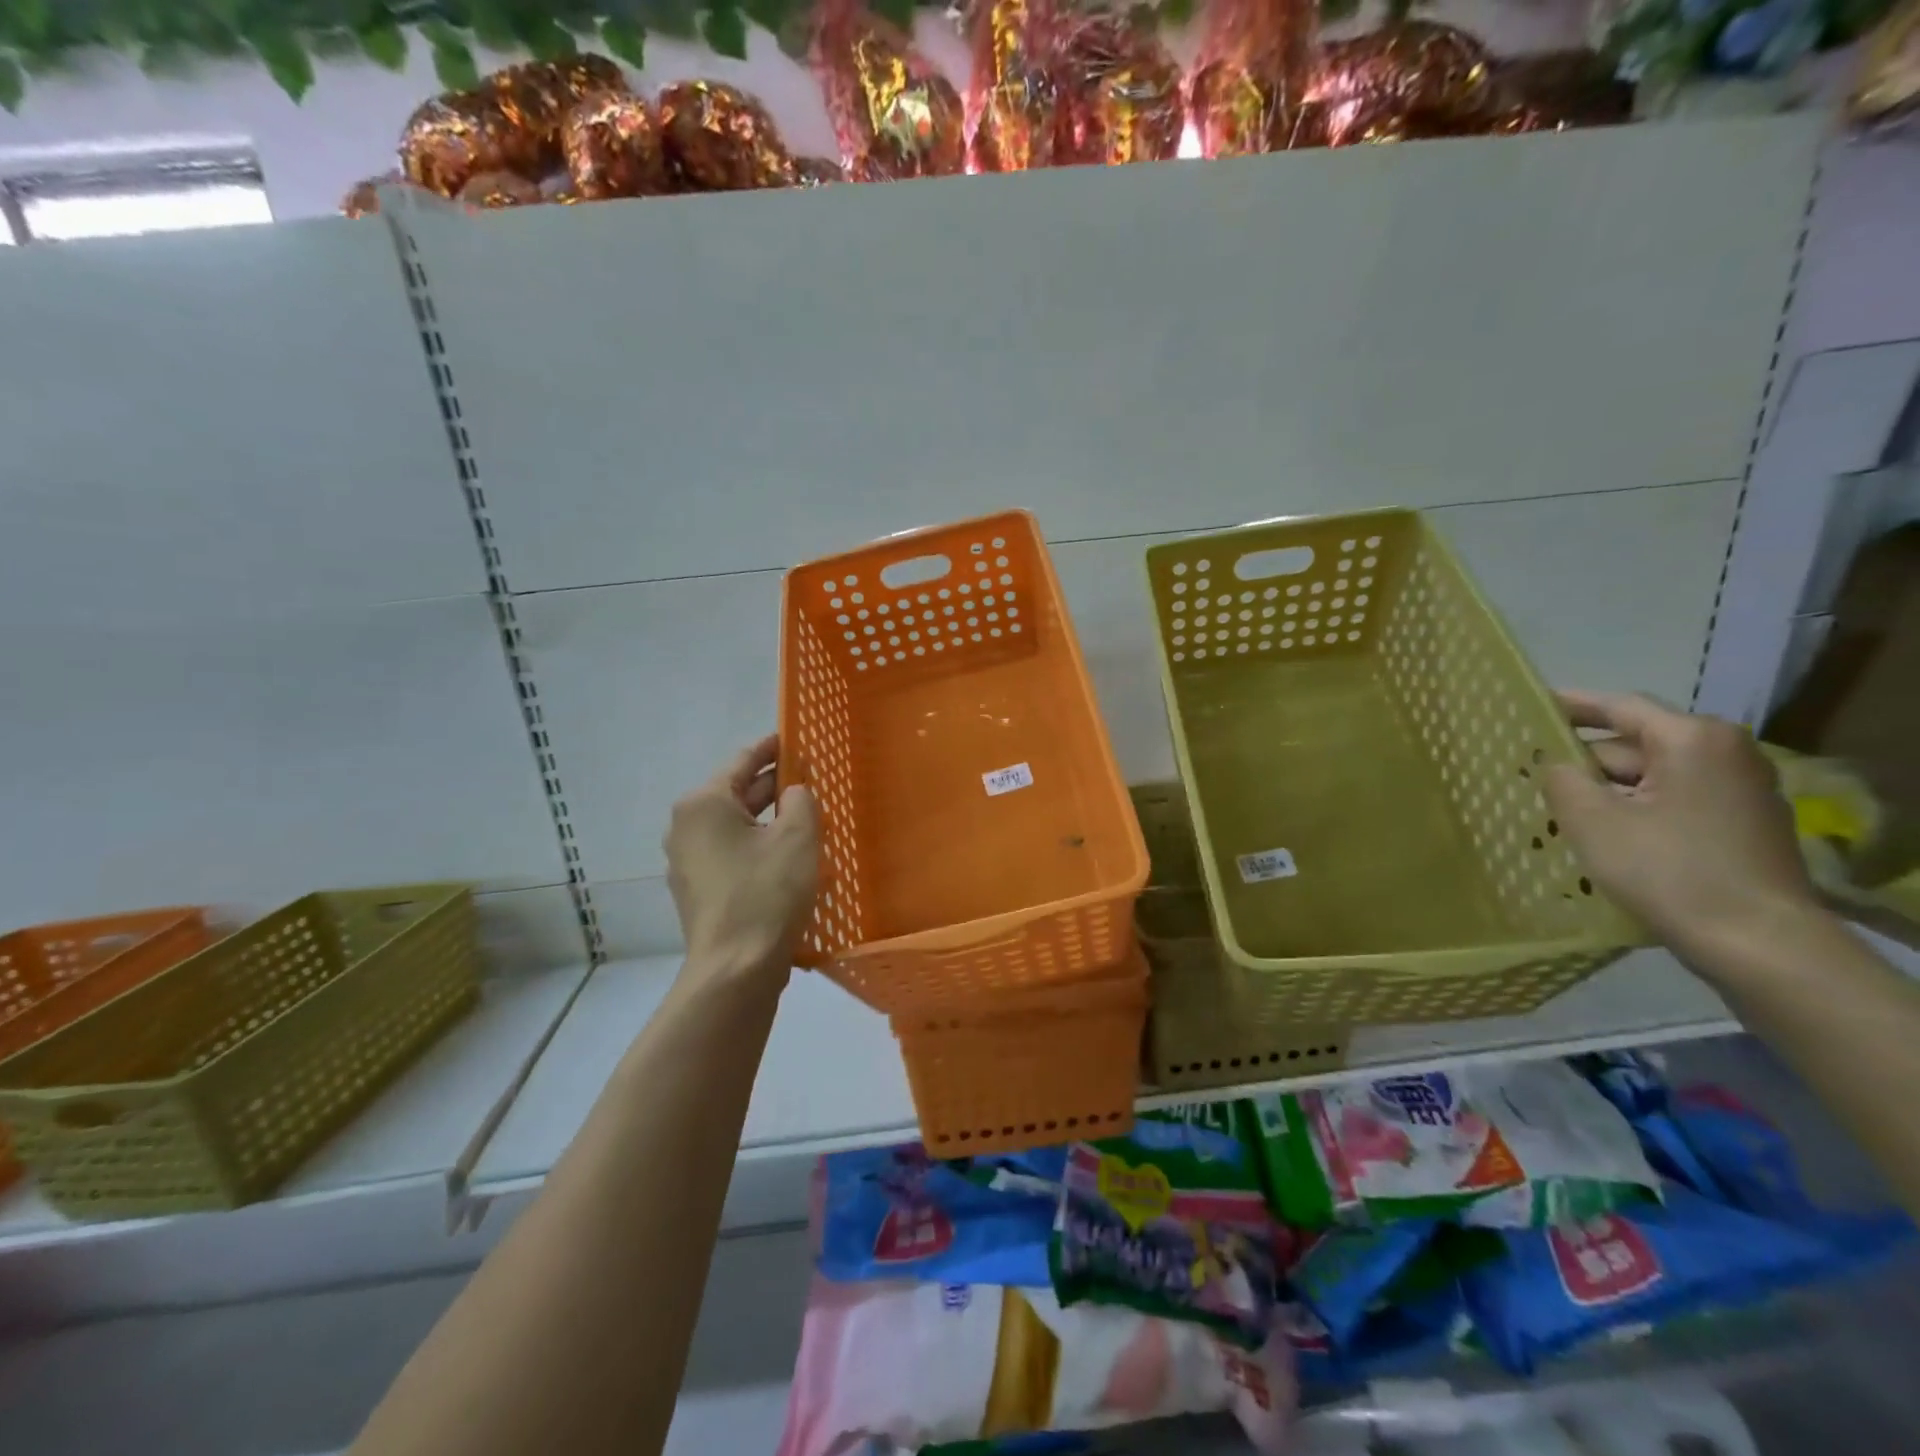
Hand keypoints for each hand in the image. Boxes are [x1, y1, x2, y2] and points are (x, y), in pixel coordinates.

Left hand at [664, 734, 819, 984]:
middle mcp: (686, 827)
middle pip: (736, 794)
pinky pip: (731, 854)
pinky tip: (786, 856)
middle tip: (809, 779)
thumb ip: (801, 800)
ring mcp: (687, 862)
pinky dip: (757, 847)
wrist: (736, 969)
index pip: (743, 762)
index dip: (772, 748)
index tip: (793, 738)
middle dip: (773, 786)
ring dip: (767, 820)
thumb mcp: (798, 836)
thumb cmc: (767, 892)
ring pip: (735, 827)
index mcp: (704, 804)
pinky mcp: (698, 891)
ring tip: (804, 817)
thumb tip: (793, 792)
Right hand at [1543, 690, 1822, 964]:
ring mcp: (1741, 792)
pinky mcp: (1743, 826)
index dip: (1569, 705)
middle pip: (1634, 745)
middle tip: (1531, 776)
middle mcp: (1726, 754)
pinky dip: (1635, 810)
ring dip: (1606, 791)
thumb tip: (1554, 763)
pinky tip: (1602, 836)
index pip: (1619, 706)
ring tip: (1558, 812)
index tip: (1528, 707)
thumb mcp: (1591, 820)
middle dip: (1583, 761)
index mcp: (1693, 740)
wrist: (1759, 944)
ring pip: (1652, 777)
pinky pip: (1673, 802)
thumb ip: (1561, 778)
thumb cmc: (1668, 869)